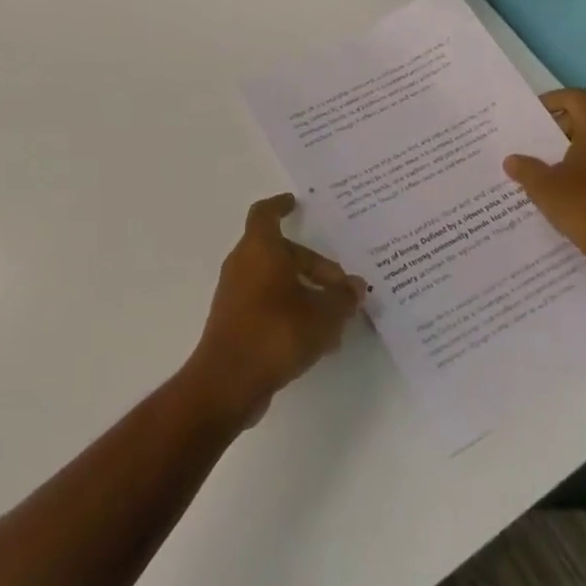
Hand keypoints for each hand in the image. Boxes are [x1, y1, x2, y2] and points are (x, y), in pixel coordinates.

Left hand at [184, 194, 366, 428]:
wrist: (229, 380)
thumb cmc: (276, 332)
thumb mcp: (323, 314)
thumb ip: (343, 298)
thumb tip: (356, 287)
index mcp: (259, 248)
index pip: (266, 214)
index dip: (280, 206)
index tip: (296, 204)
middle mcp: (243, 264)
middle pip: (280, 253)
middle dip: (313, 265)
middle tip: (343, 286)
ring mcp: (235, 294)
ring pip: (276, 281)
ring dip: (305, 292)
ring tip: (337, 318)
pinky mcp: (235, 321)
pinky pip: (268, 304)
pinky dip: (291, 311)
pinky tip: (318, 340)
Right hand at [504, 89, 585, 275]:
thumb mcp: (543, 187)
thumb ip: (525, 168)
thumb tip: (513, 161)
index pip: (576, 97)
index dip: (551, 102)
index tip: (531, 118)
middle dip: (565, 128)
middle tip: (539, 144)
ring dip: (584, 150)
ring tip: (557, 169)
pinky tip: (583, 193)